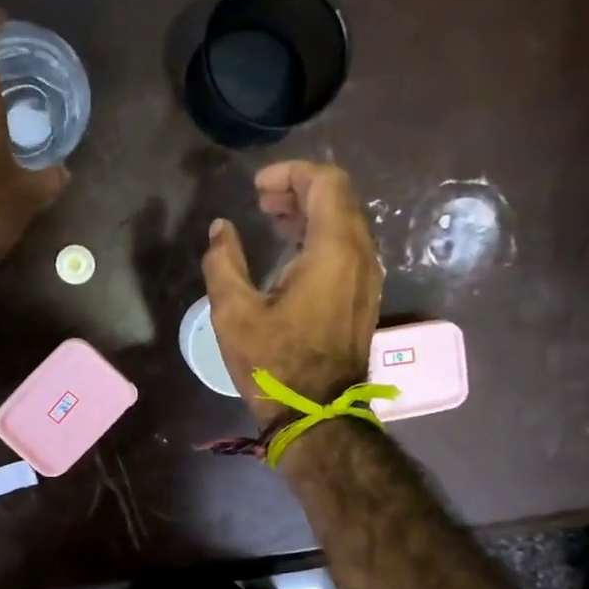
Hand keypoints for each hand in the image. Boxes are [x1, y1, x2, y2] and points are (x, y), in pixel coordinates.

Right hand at [203, 161, 381, 427]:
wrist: (317, 415)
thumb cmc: (274, 364)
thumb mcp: (234, 312)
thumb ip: (223, 262)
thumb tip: (220, 230)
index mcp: (333, 250)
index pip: (326, 183)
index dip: (291, 173)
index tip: (257, 187)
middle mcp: (361, 255)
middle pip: (339, 198)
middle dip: (299, 189)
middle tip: (261, 200)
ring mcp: (368, 277)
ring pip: (346, 222)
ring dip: (311, 213)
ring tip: (273, 220)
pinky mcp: (364, 297)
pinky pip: (349, 248)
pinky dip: (321, 236)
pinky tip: (291, 253)